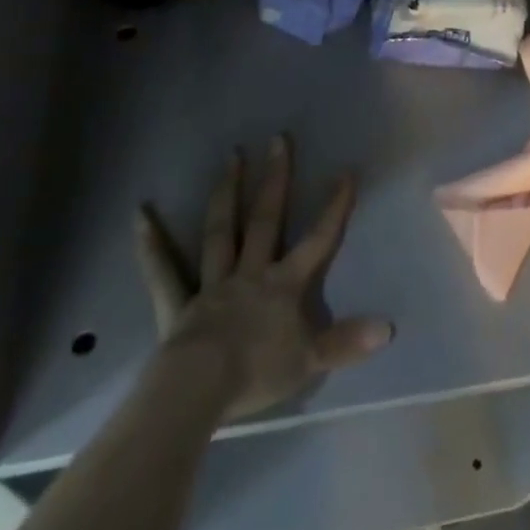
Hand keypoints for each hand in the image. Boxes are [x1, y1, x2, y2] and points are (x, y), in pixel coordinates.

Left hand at [134, 136, 392, 419]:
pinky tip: (140, 214)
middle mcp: (250, 272)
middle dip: (275, 179)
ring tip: (231, 156)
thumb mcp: (310, 360)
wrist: (199, 390)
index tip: (345, 171)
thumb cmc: (257, 373)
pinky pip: (163, 270)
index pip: (318, 239)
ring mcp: (212, 284)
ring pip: (221, 230)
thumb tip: (389, 328)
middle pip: (266, 219)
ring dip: (227, 193)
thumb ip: (347, 342)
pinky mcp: (178, 303)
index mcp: (283, 284)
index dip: (334, 207)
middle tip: (277, 139)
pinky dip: (151, 243)